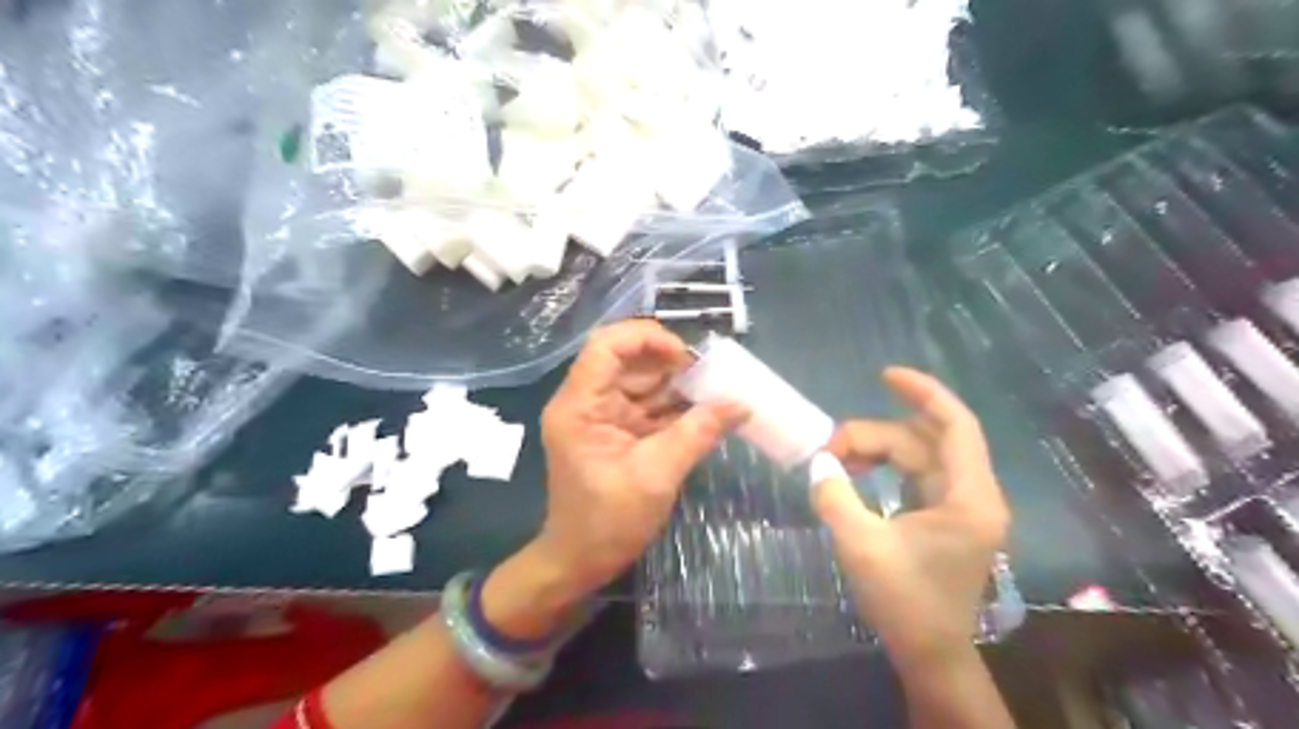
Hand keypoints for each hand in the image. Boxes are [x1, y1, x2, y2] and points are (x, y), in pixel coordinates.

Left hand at [531, 321, 745, 601]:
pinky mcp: (615, 432)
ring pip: (640, 382)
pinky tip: (703, 412)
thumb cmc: (608, 522)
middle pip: (627, 361)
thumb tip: (741, 405)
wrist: (580, 562)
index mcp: (580, 405)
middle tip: (711, 377)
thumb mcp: (657, 475)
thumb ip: (698, 433)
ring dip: (677, 386)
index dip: (645, 338)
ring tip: (714, 393)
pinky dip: (674, 407)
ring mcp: (600, 417)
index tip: (685, 357)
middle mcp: (586, 402)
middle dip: (670, 365)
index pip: (606, 346)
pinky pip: (646, 406)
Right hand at [816, 371, 1008, 666]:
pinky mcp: (944, 516)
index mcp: (969, 498)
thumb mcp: (861, 545)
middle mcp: (972, 494)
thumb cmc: (905, 602)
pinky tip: (855, 472)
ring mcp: (959, 505)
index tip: (885, 375)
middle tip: (828, 448)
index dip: (924, 392)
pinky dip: (884, 466)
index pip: (955, 425)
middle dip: (875, 434)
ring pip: (917, 455)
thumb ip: (835, 496)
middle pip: (923, 441)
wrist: (930, 654)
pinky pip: (914, 474)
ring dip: (876, 449)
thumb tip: (818, 463)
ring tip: (836, 459)